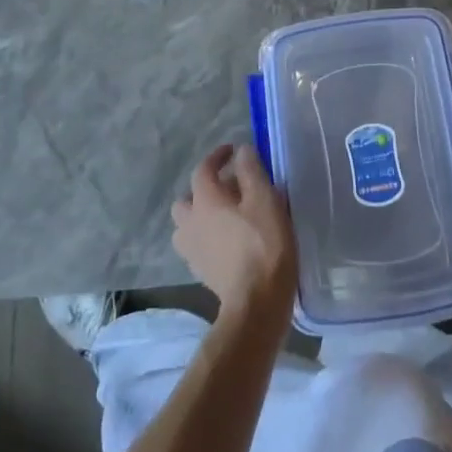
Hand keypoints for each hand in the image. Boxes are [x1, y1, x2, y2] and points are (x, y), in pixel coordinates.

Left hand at [172, 143, 297, 322]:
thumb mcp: (265, 199)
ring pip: (186, 224)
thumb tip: (241, 152)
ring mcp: (191, 250)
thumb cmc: (264, 243)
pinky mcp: (199, 271)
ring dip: (200, 216)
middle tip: (228, 189)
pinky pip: (196, 244)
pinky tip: (227, 240)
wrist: (256, 301)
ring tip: (225, 216)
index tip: (233, 151)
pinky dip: (206, 236)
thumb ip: (251, 170)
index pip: (203, 169)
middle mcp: (190, 222)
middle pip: (187, 199)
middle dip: (203, 189)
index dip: (217, 156)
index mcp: (205, 200)